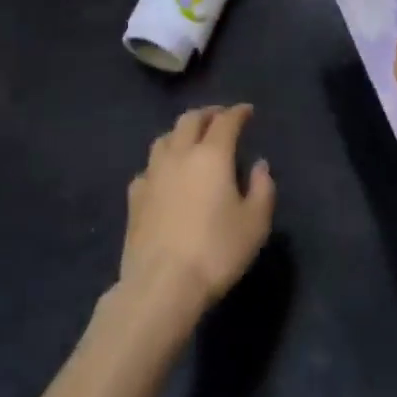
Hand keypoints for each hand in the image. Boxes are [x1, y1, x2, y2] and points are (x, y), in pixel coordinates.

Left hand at [119, 104, 275, 319]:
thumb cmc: (216, 251)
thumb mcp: (255, 223)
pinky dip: (161, 163)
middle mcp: (179, 154)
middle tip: (219, 118)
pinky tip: (164, 176)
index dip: (238, 112)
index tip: (247, 111)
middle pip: (190, 120)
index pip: (226, 121)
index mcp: (212, 155)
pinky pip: (148, 167)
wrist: (161, 284)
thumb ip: (262, 188)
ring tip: (190, 140)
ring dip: (181, 132)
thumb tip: (259, 165)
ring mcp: (152, 174)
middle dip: (207, 114)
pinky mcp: (134, 197)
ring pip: (165, 138)